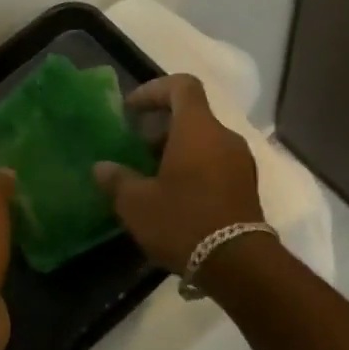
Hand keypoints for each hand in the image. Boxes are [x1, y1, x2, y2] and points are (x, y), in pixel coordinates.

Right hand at [93, 74, 263, 272]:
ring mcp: (240, 162)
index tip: (132, 110)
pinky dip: (194, 169)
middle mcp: (224, 137)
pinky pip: (216, 163)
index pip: (181, 85)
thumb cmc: (183, 221)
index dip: (154, 90)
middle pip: (192, 116)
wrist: (238, 264)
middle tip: (136, 151)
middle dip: (161, 129)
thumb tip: (101, 168)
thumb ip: (117, 180)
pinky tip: (174, 198)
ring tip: (152, 179)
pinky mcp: (247, 186)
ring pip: (204, 142)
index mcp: (198, 129)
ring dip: (177, 151)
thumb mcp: (137, 203)